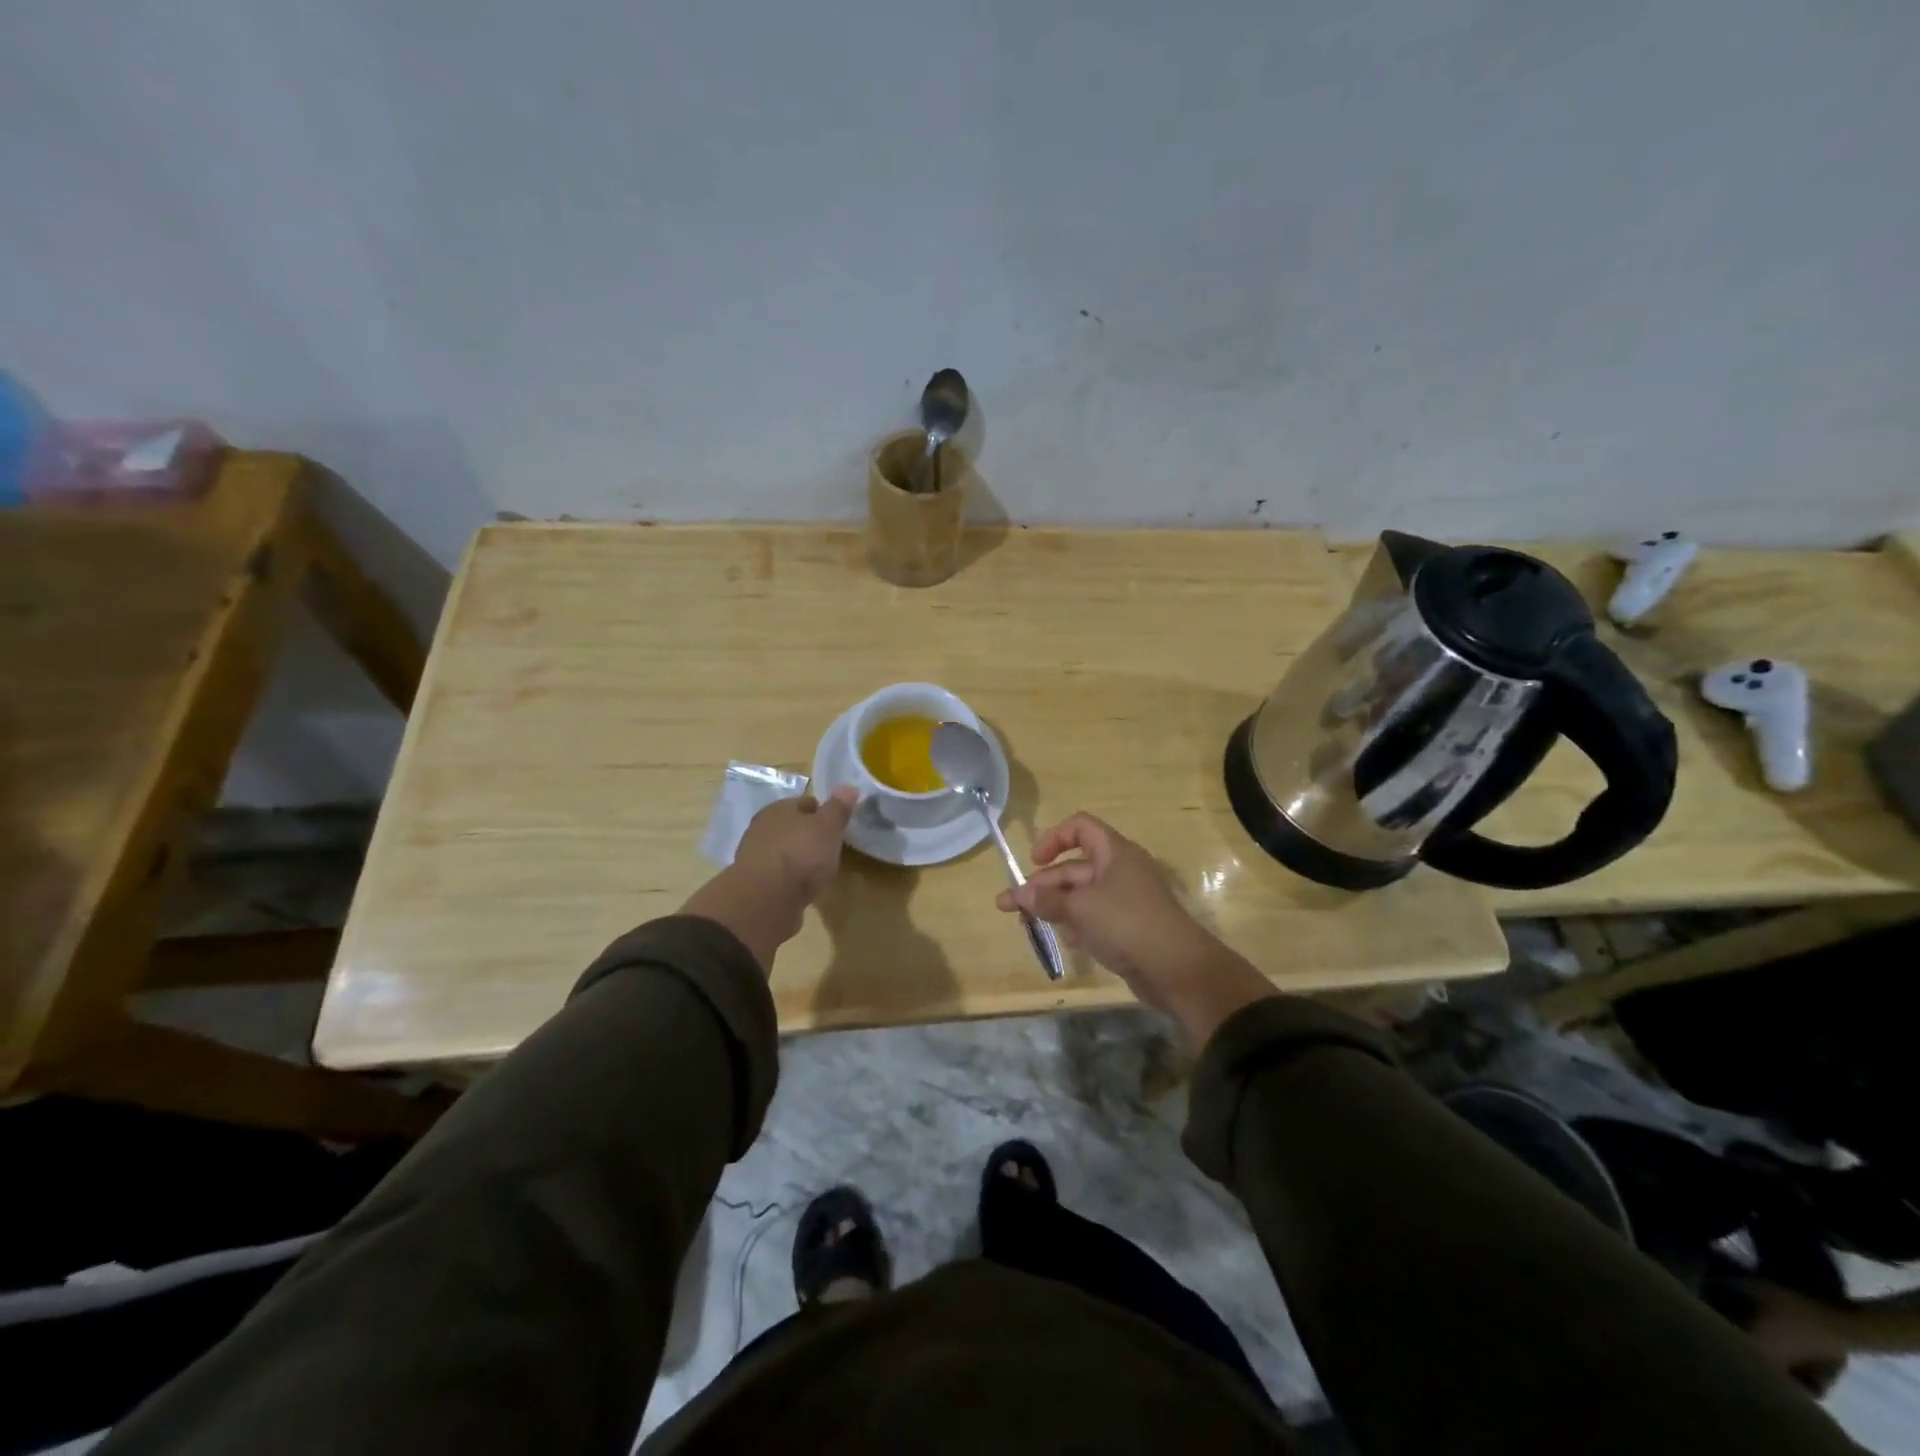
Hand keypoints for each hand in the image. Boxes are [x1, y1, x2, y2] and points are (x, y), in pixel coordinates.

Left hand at [732, 787, 858, 906]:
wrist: (766, 900)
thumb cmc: (800, 854)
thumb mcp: (828, 827)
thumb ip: (838, 808)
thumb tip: (848, 786)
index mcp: (778, 809)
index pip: (805, 803)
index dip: (823, 812)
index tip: (838, 825)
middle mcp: (762, 829)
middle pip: (793, 827)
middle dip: (810, 836)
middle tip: (831, 847)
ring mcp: (756, 858)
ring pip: (785, 851)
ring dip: (800, 858)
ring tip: (820, 870)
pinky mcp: (756, 885)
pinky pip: (780, 876)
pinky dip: (791, 879)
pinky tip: (804, 888)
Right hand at [996, 813, 1276, 1045]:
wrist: (1178, 969)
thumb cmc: (1127, 923)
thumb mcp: (1081, 908)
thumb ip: (1047, 900)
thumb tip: (1018, 894)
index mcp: (1115, 853)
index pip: (1080, 827)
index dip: (1054, 839)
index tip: (1033, 861)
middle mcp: (1120, 871)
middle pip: (1074, 867)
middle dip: (1042, 884)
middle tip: (1010, 905)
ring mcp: (1125, 900)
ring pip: (1081, 895)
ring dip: (1053, 905)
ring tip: (1024, 923)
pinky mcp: (1127, 928)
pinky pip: (1093, 918)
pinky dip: (1075, 924)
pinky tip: (1061, 938)